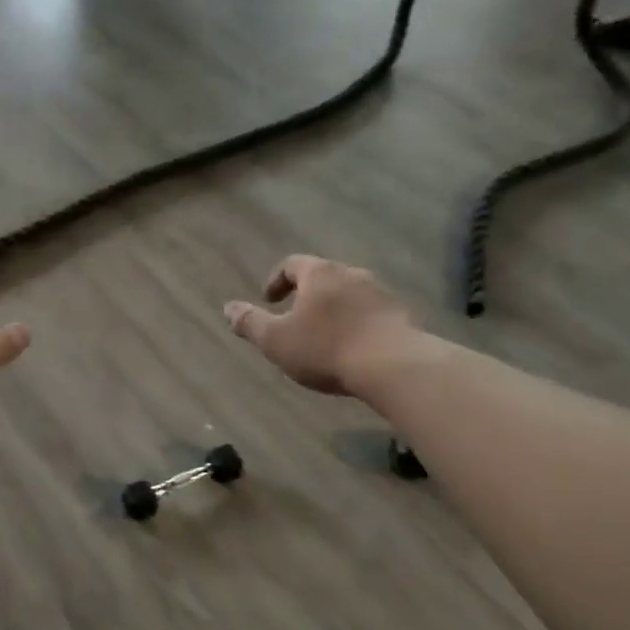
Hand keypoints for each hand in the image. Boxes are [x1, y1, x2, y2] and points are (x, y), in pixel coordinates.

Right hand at [224, 255, 417, 395]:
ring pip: (351, 294)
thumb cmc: (327, 349)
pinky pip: (373, 313)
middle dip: (308, 295)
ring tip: (326, 335)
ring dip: (336, 309)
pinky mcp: (403, 316)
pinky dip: (359, 323)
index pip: (293, 264)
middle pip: (325, 277)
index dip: (277, 280)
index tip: (269, 300)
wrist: (394, 365)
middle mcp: (352, 274)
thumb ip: (250, 323)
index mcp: (320, 274)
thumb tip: (227, 308)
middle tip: (296, 318)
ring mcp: (382, 293)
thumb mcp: (277, 341)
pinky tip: (355, 348)